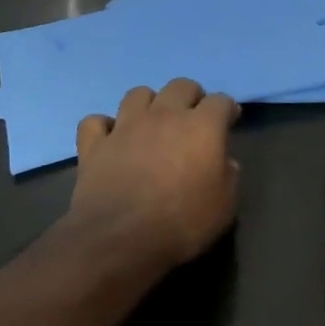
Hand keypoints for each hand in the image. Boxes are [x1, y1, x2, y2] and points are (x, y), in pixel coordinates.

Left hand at [69, 79, 240, 268]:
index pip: (220, 101)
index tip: (229, 122)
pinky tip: (110, 139)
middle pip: (181, 86)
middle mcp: (164, 115)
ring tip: (152, 123)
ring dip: (149, 103)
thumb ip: (228, 178)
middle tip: (193, 118)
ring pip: (138, 93)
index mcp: (201, 127)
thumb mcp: (223, 207)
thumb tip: (226, 163)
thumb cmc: (181, 224)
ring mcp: (126, 126)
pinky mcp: (95, 144)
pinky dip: (104, 127)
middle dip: (191, 97)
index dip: (227, 109)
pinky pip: (95, 122)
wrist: (119, 239)